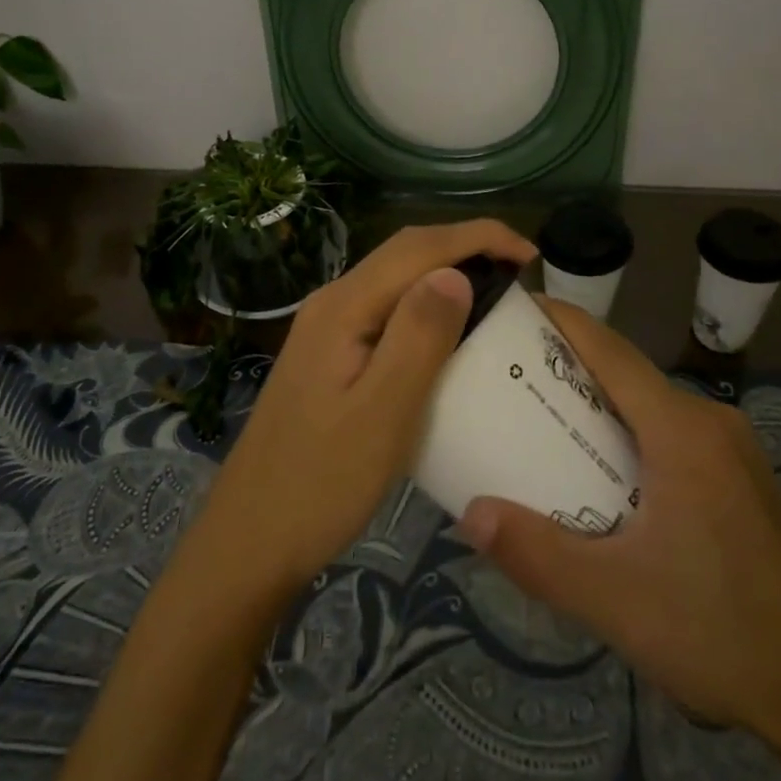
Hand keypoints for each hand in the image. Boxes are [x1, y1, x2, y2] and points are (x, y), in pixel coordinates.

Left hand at [193, 220, 536, 599]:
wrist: (249, 542)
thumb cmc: (321, 484)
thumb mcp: (382, 413)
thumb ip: (419, 335)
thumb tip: (457, 272)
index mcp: (344, 307)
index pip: (419, 246)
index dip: (479, 237)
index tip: (531, 256)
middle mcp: (333, 303)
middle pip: (406, 251)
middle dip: (467, 246)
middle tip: (521, 273)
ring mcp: (327, 329)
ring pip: (396, 278)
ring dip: (447, 271)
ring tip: (496, 294)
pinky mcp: (330, 355)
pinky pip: (388, 309)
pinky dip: (427, 304)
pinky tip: (449, 332)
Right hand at [456, 297, 780, 741]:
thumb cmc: (718, 632)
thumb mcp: (614, 599)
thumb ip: (536, 554)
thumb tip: (471, 513)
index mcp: (683, 430)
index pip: (611, 351)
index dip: (563, 322)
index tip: (516, 307)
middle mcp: (711, 424)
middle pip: (629, 377)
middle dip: (570, 368)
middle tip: (511, 376)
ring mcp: (735, 453)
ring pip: (653, 408)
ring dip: (602, 407)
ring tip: (546, 423)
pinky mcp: (744, 482)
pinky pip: (675, 437)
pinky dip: (632, 436)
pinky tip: (606, 476)